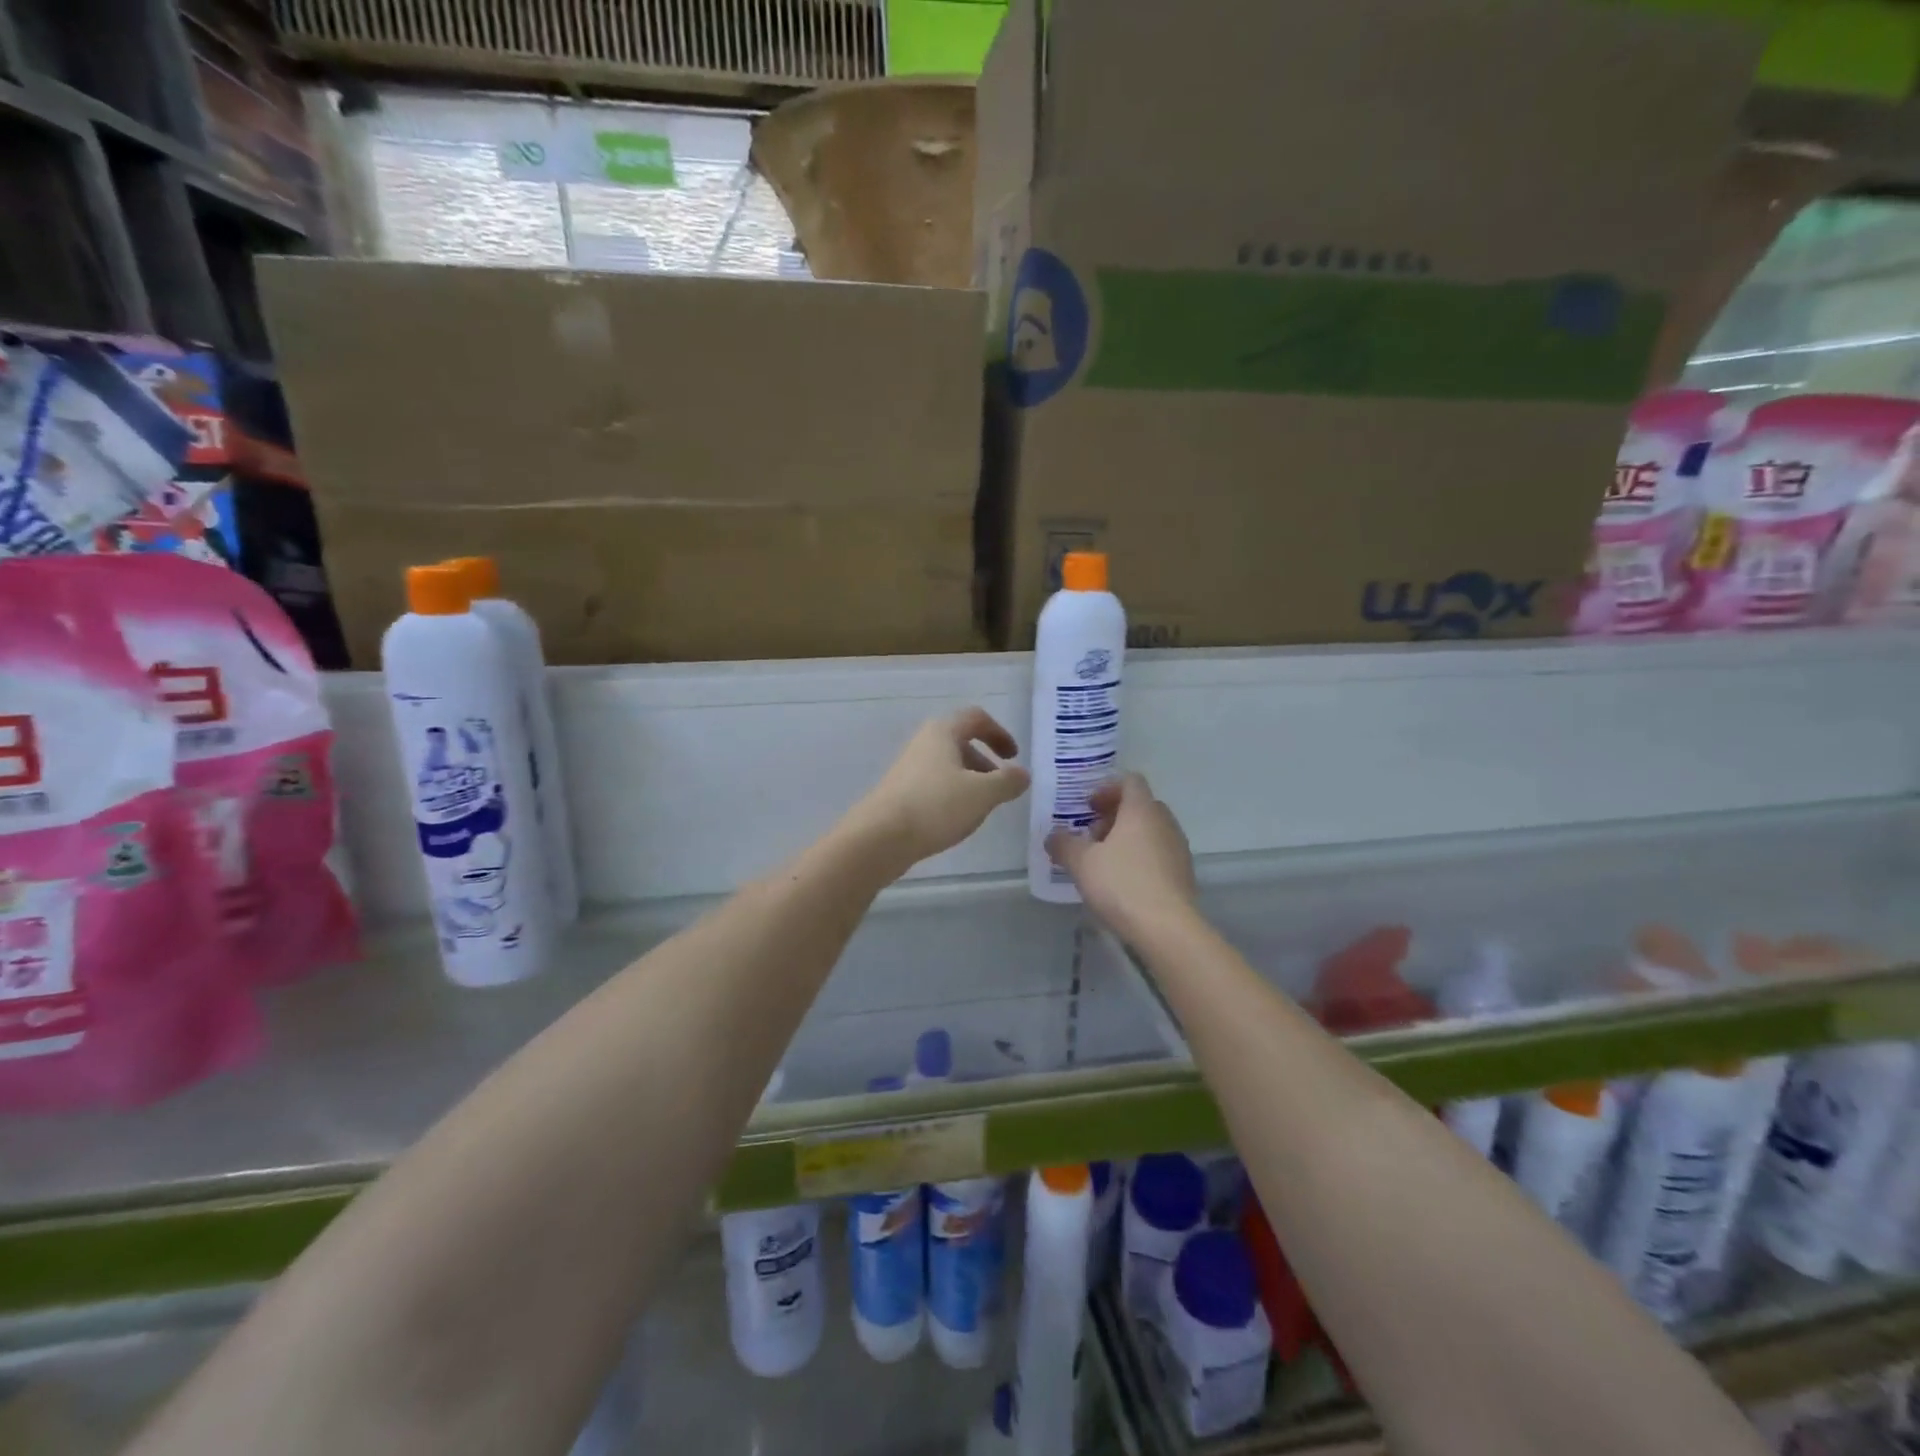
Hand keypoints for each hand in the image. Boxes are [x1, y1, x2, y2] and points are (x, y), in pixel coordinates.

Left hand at [850, 708, 1030, 872]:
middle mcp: (923, 744)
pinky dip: (952, 796)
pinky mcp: (900, 793)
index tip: (1013, 757)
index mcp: (943, 732)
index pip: (976, 718)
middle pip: (960, 743)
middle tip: (1001, 787)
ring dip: (970, 782)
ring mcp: (908, 769)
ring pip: (947, 767)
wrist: (879, 838)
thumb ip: (1008, 782)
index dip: (999, 733)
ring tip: (982, 809)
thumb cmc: (936, 806)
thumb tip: (1023, 774)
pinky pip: (934, 786)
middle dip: (985, 762)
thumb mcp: (983, 794)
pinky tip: (956, 821)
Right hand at [1046, 774, 1197, 939]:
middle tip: (1091, 836)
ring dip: (1126, 839)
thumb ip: (1063, 844)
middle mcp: (1165, 822)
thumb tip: (1053, 836)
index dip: (1107, 788)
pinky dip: (1139, 858)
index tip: (1088, 807)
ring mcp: (1178, 848)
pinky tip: (1122, 883)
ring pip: (1150, 831)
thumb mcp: (1081, 863)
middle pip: (1140, 806)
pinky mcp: (1183, 874)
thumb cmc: (1121, 884)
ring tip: (1103, 863)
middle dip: (1113, 816)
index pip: (1130, 781)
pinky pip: (1158, 854)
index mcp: (1141, 810)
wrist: (1167, 929)